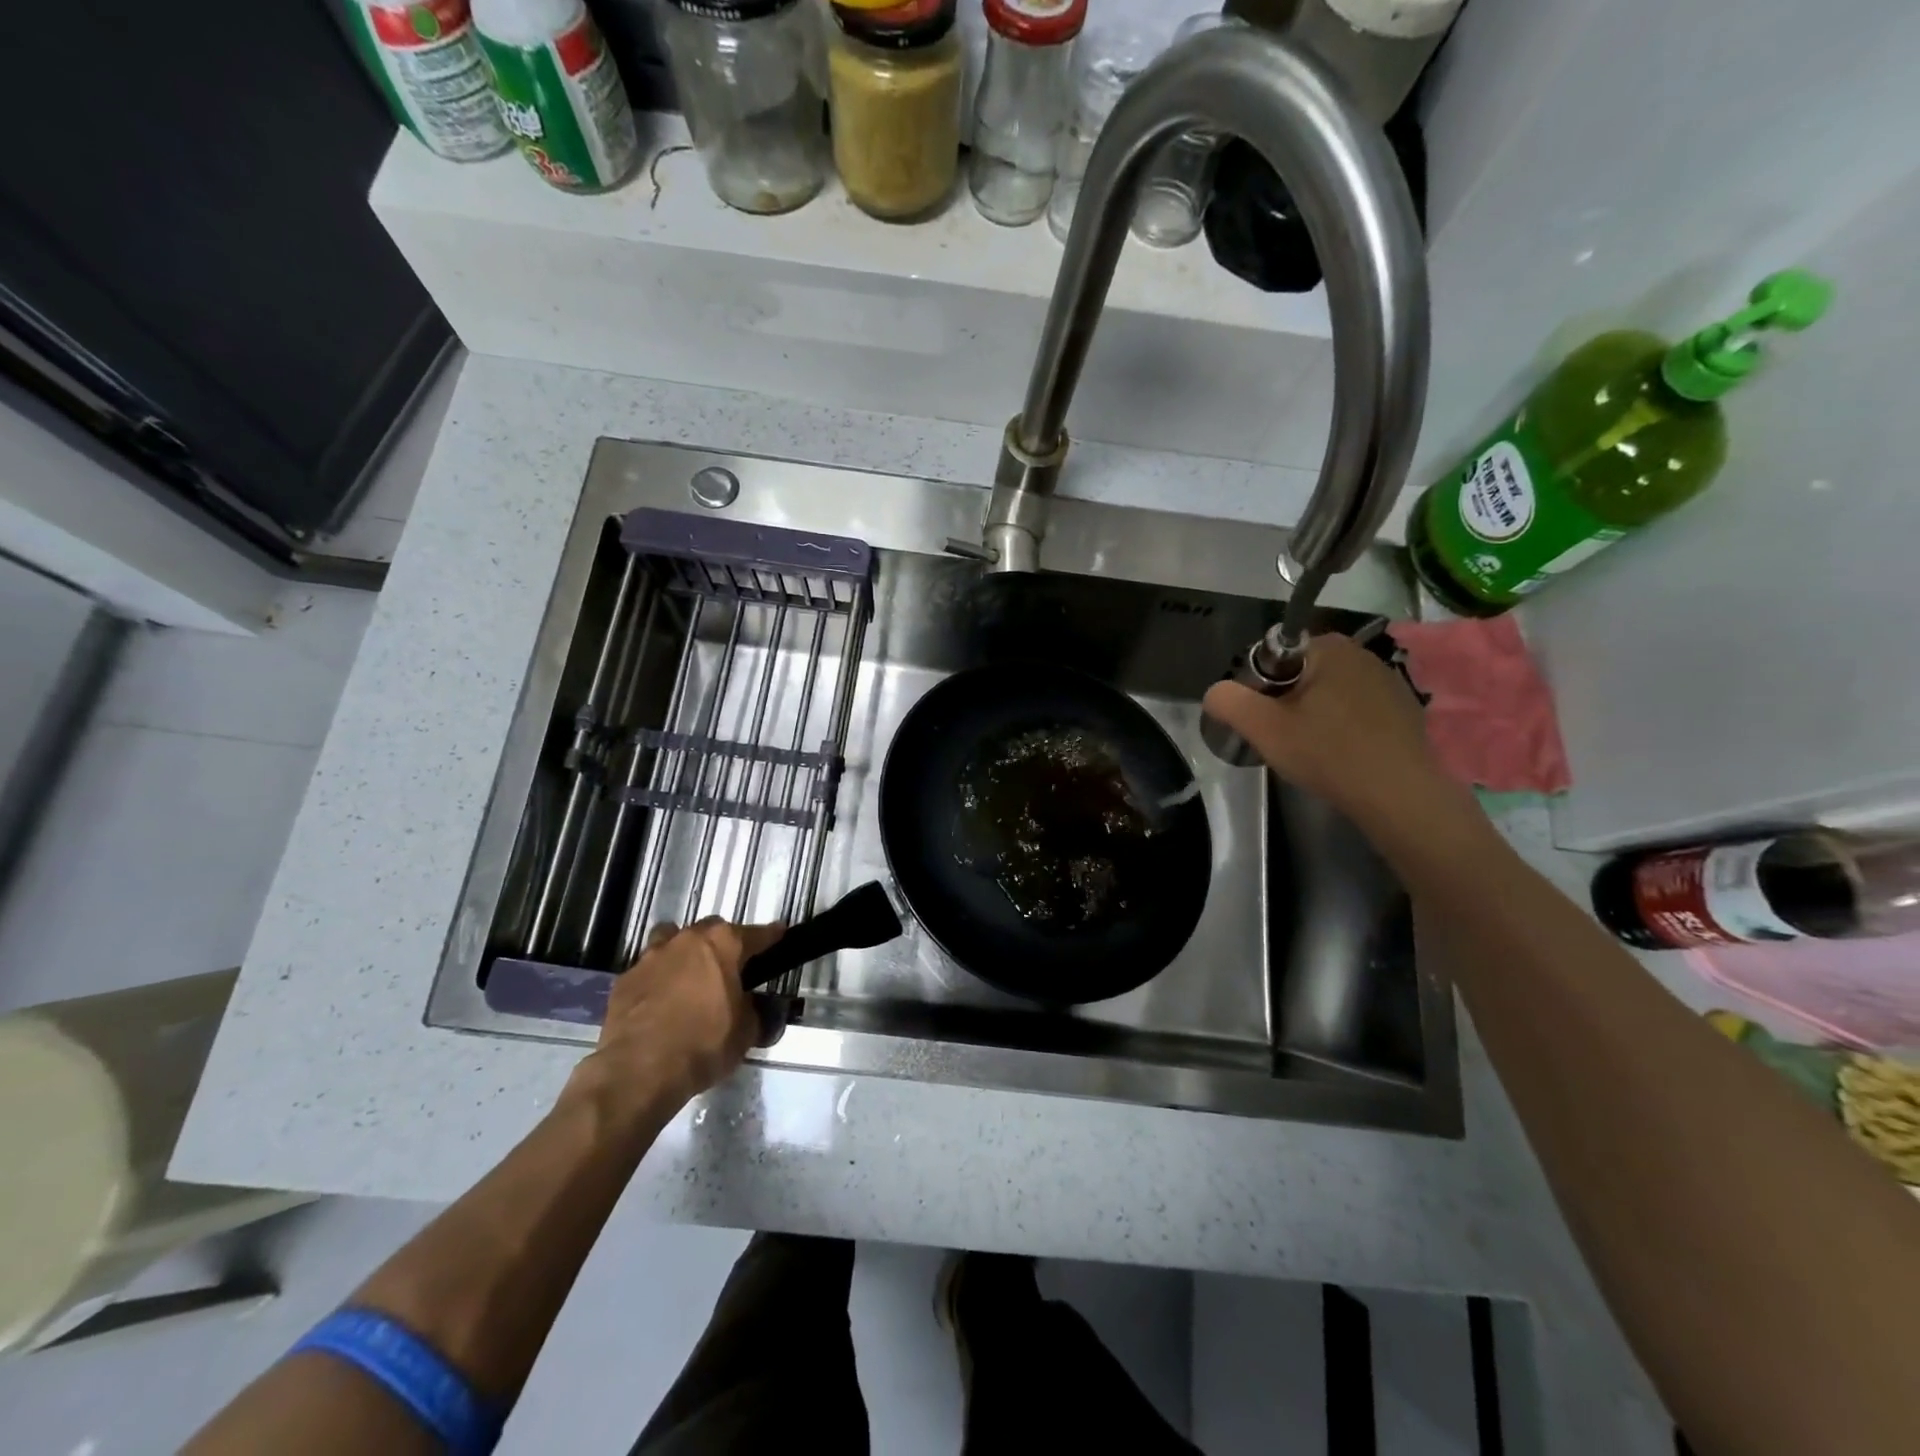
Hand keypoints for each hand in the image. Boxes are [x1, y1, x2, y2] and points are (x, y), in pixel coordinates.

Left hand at [571, 918, 783, 1128]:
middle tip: (729, 968)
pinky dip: (656, 980)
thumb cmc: (703, 1045)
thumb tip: (751, 1006)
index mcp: (722, 944)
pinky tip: (659, 1003)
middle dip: (721, 944)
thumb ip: (753, 1010)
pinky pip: (647, 971)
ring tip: (688, 978)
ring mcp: (650, 957)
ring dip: (683, 953)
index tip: (780, 934)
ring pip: (671, 940)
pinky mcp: (624, 980)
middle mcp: (686, 940)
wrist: (639, 1071)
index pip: (756, 934)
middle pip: (711, 930)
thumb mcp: (746, 1032)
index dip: (771, 936)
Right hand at [1202, 633, 1457, 837]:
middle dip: (1286, 701)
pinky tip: (1341, 756)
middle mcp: (1362, 654)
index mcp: (1329, 647)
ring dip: (1313, 715)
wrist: (1400, 796)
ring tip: (1310, 751)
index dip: (1258, 687)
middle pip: (1301, 674)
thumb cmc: (1328, 753)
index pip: (1274, 656)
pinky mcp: (1405, 710)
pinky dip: (1342, 727)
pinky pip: (1356, 711)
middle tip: (1281, 738)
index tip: (1261, 719)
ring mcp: (1389, 682)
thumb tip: (1215, 692)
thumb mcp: (1263, 728)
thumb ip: (1229, 701)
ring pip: (1329, 693)